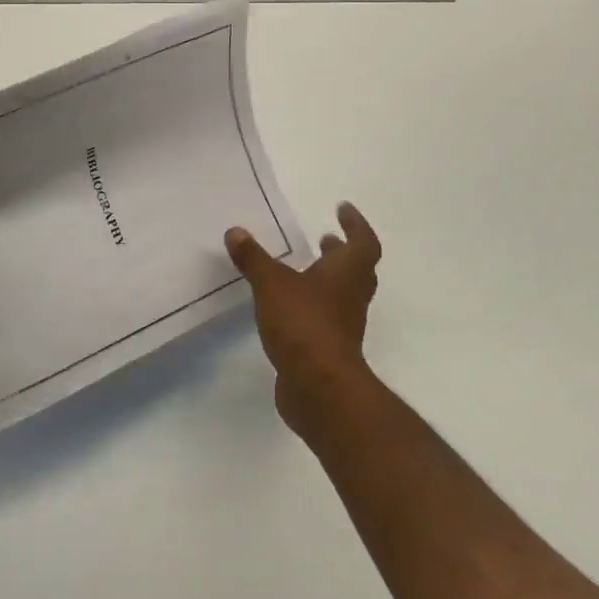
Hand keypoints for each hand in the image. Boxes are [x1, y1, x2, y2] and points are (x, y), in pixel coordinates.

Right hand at [225, 203, 382, 440]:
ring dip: (327, 279)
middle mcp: (350, 296)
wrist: (320, 389)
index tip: (343, 209)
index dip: (356, 225)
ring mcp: (343, 325)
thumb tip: (235, 232)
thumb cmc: (304, 324)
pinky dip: (312, 306)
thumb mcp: (272, 284)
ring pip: (342, 295)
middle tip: (326, 238)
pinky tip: (287, 306)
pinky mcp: (329, 349)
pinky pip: (325, 318)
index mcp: (346, 274)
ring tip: (303, 269)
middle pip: (357, 270)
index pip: (363, 243)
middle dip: (342, 253)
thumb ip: (254, 259)